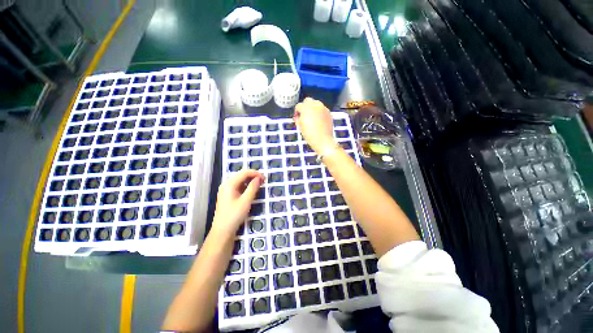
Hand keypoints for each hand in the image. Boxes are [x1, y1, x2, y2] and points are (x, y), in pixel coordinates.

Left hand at [211, 169, 263, 234]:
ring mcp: (226, 189)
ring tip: (259, 185)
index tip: (265, 178)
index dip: (255, 173)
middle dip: (253, 176)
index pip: (244, 172)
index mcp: (229, 184)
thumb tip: (259, 178)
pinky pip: (238, 186)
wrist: (222, 231)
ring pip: (240, 180)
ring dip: (250, 180)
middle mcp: (226, 184)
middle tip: (263, 181)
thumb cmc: (234, 215)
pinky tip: (251, 190)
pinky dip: (246, 186)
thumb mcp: (246, 201)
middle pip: (241, 175)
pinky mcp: (227, 195)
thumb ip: (253, 188)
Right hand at [294, 97, 336, 153]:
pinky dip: (320, 113)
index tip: (297, 118)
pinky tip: (319, 121)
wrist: (323, 140)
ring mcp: (323, 108)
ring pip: (316, 104)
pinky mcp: (329, 113)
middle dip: (305, 106)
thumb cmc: (309, 135)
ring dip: (313, 108)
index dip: (297, 112)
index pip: (298, 106)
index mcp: (306, 108)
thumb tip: (298, 117)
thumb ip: (298, 119)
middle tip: (304, 115)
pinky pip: (322, 109)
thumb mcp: (300, 127)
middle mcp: (315, 105)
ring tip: (312, 118)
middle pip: (308, 101)